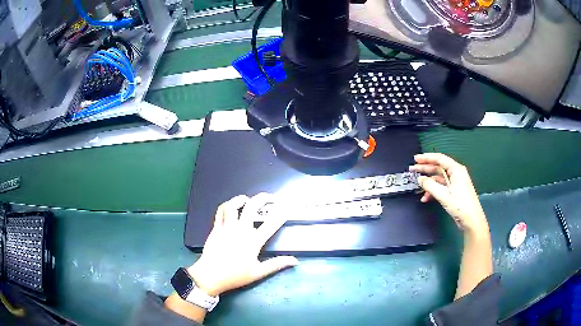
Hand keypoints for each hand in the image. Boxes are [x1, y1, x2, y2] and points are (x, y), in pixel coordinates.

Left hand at [188, 193, 297, 296]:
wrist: (210, 276)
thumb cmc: (235, 275)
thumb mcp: (258, 273)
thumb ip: (276, 264)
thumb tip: (294, 261)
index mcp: (253, 241)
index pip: (271, 224)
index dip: (280, 215)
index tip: (285, 209)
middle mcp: (241, 230)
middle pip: (252, 207)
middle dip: (263, 198)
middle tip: (270, 198)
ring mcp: (227, 227)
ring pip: (233, 205)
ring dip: (241, 199)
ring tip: (247, 199)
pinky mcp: (216, 228)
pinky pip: (220, 211)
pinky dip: (226, 205)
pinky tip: (230, 207)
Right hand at [409, 153, 488, 235]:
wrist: (472, 220)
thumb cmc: (460, 205)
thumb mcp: (444, 195)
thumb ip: (430, 185)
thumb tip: (420, 179)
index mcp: (456, 170)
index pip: (439, 159)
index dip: (426, 158)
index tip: (415, 159)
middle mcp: (456, 173)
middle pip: (438, 167)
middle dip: (425, 168)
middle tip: (412, 169)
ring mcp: (455, 183)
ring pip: (439, 178)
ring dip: (428, 182)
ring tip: (417, 185)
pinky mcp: (454, 191)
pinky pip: (441, 187)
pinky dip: (433, 191)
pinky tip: (425, 198)